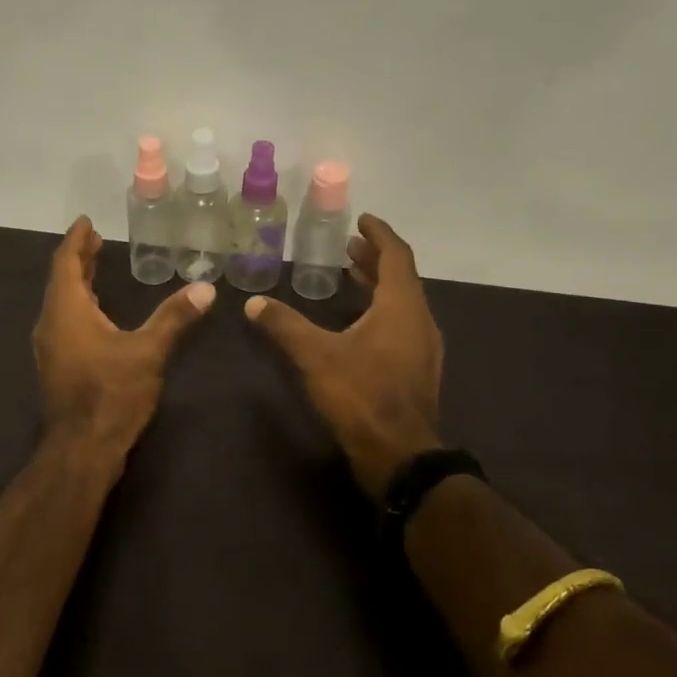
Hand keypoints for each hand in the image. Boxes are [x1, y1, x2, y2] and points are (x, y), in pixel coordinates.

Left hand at [34, 217, 214, 455]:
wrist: (81, 448)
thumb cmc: (111, 394)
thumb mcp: (148, 352)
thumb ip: (174, 317)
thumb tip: (205, 288)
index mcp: (66, 310)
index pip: (66, 262)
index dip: (76, 240)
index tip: (86, 221)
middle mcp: (51, 323)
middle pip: (62, 280)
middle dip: (79, 258)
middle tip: (96, 240)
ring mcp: (50, 347)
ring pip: (61, 302)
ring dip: (78, 283)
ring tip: (97, 268)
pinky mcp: (58, 365)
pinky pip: (64, 321)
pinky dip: (79, 305)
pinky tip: (97, 315)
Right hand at [245, 215, 444, 499]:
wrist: (400, 456)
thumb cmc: (361, 395)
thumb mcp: (316, 356)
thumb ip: (284, 325)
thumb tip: (253, 303)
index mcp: (401, 306)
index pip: (396, 256)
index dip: (379, 234)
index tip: (362, 220)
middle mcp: (420, 321)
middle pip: (401, 278)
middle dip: (375, 259)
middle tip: (348, 247)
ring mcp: (423, 348)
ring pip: (403, 303)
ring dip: (379, 286)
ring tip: (351, 277)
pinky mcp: (418, 371)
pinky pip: (402, 325)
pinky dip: (382, 311)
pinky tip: (358, 325)